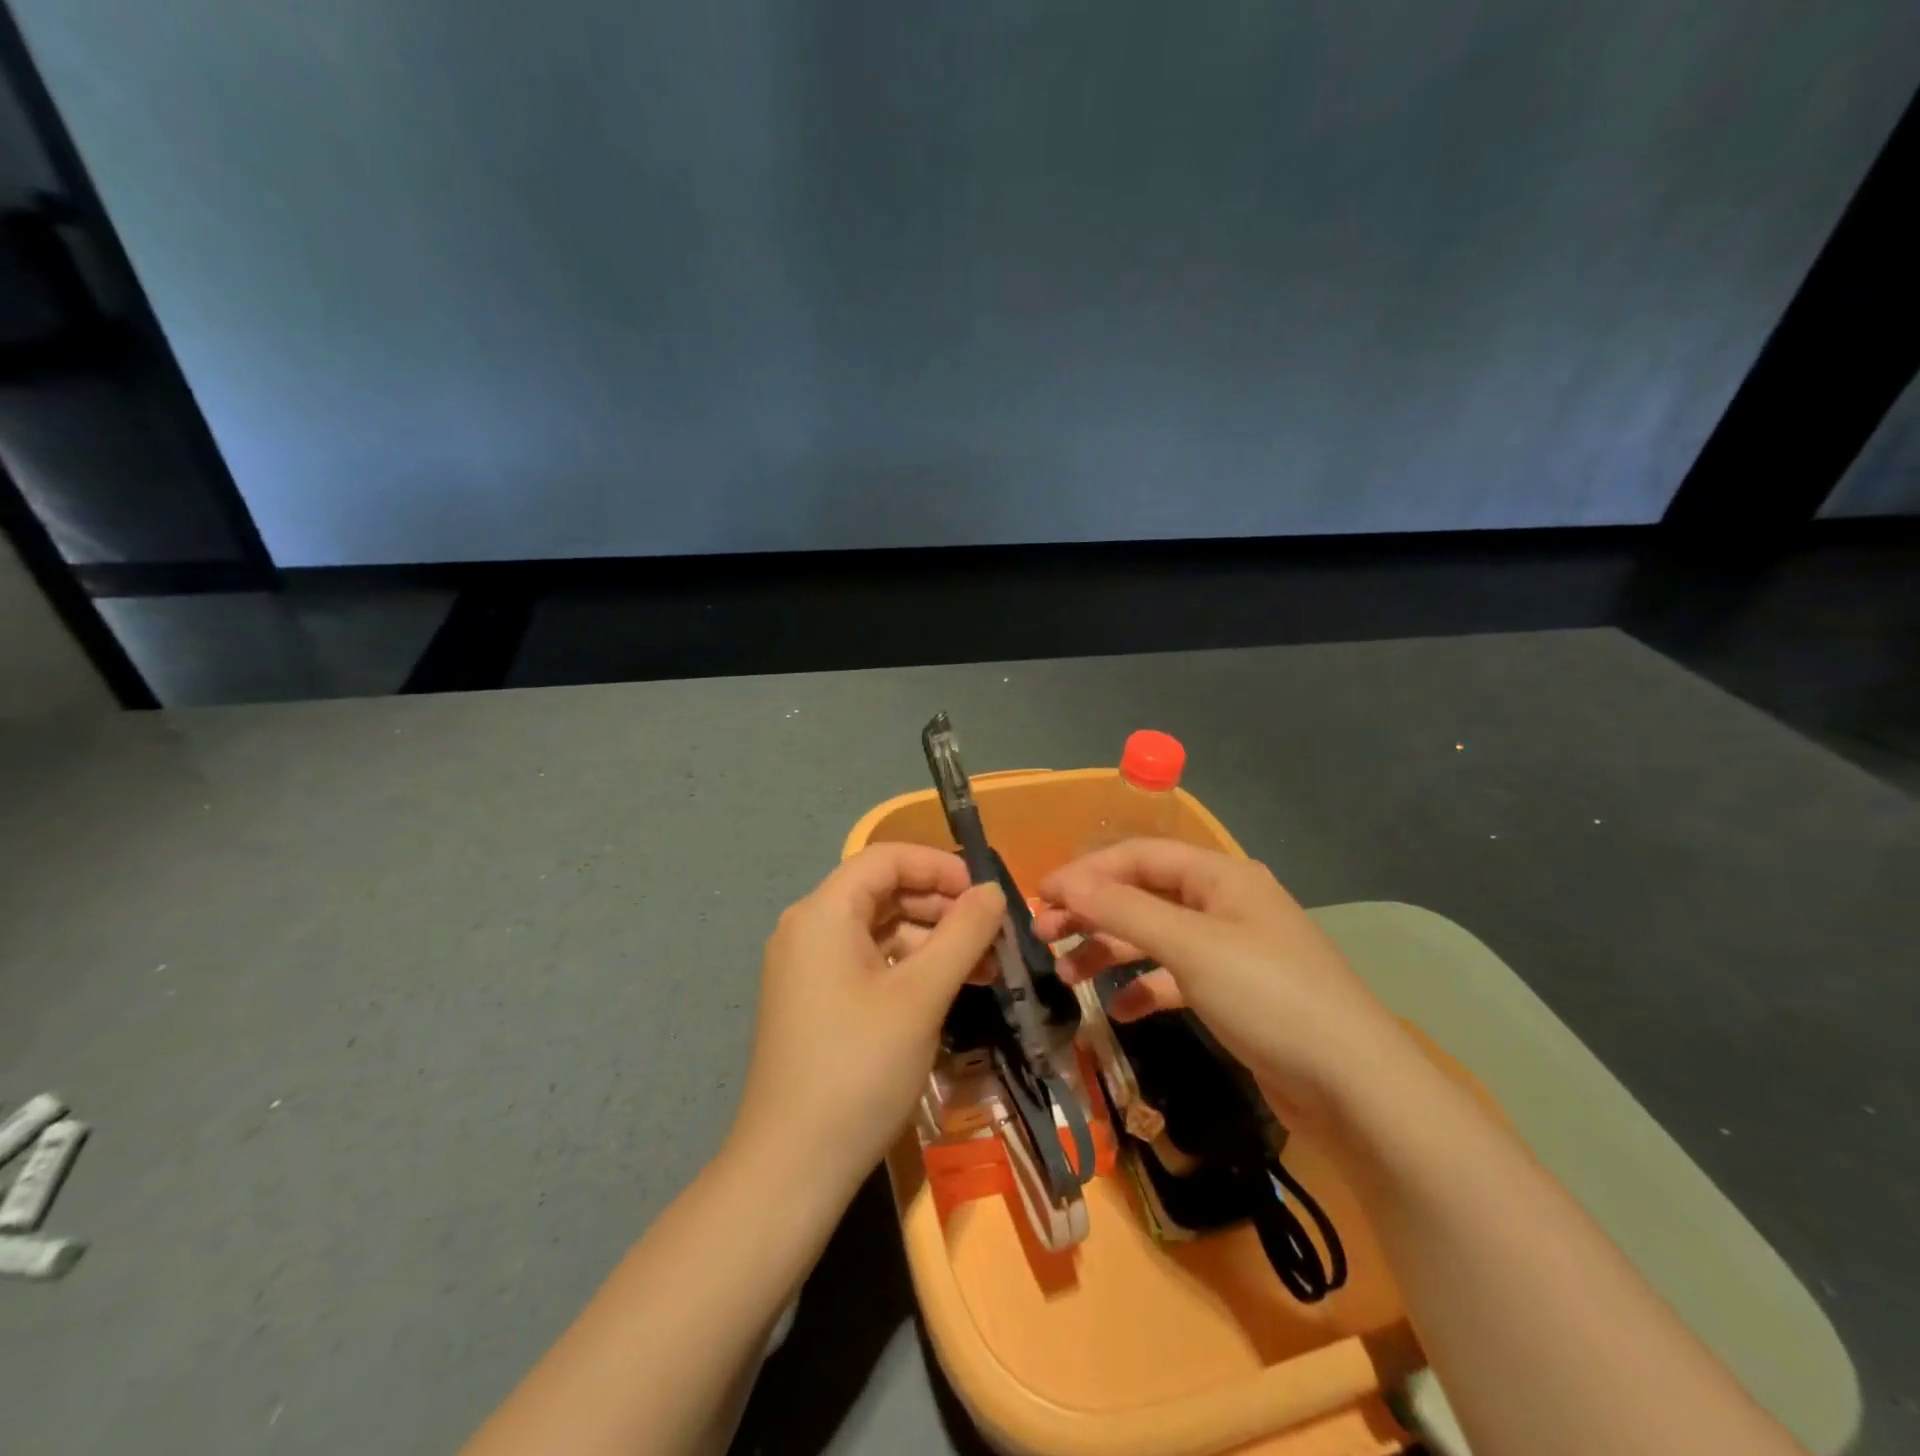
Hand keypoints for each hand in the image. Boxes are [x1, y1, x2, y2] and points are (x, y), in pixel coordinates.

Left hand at [729, 844, 1005, 1195]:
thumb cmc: (859, 1068)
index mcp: (823, 912)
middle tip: (993, 935)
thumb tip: (993, 891)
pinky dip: (910, 968)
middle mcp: (809, 928)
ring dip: (932, 941)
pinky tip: (950, 990)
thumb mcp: (922, 995)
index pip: (886, 859)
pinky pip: (869, 963)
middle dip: (942, 906)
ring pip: (880, 930)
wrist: (792, 1167)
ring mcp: (808, 967)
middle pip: (883, 892)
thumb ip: (963, 933)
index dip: (939, 867)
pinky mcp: (815, 1000)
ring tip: (985, 969)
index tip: (985, 895)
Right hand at [1035, 839, 1405, 1129]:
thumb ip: (1124, 911)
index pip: (1138, 856)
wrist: (1356, 1088)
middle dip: (1092, 912)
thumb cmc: (1269, 997)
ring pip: (1155, 937)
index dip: (1086, 872)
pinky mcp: (1234, 994)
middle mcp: (1224, 904)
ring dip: (1110, 950)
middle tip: (1044, 935)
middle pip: (1143, 895)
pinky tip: (1119, 1011)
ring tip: (1067, 976)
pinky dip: (1144, 988)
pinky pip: (1175, 978)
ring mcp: (1231, 950)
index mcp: (1220, 876)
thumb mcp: (1191, 947)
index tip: (1040, 896)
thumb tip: (1066, 884)